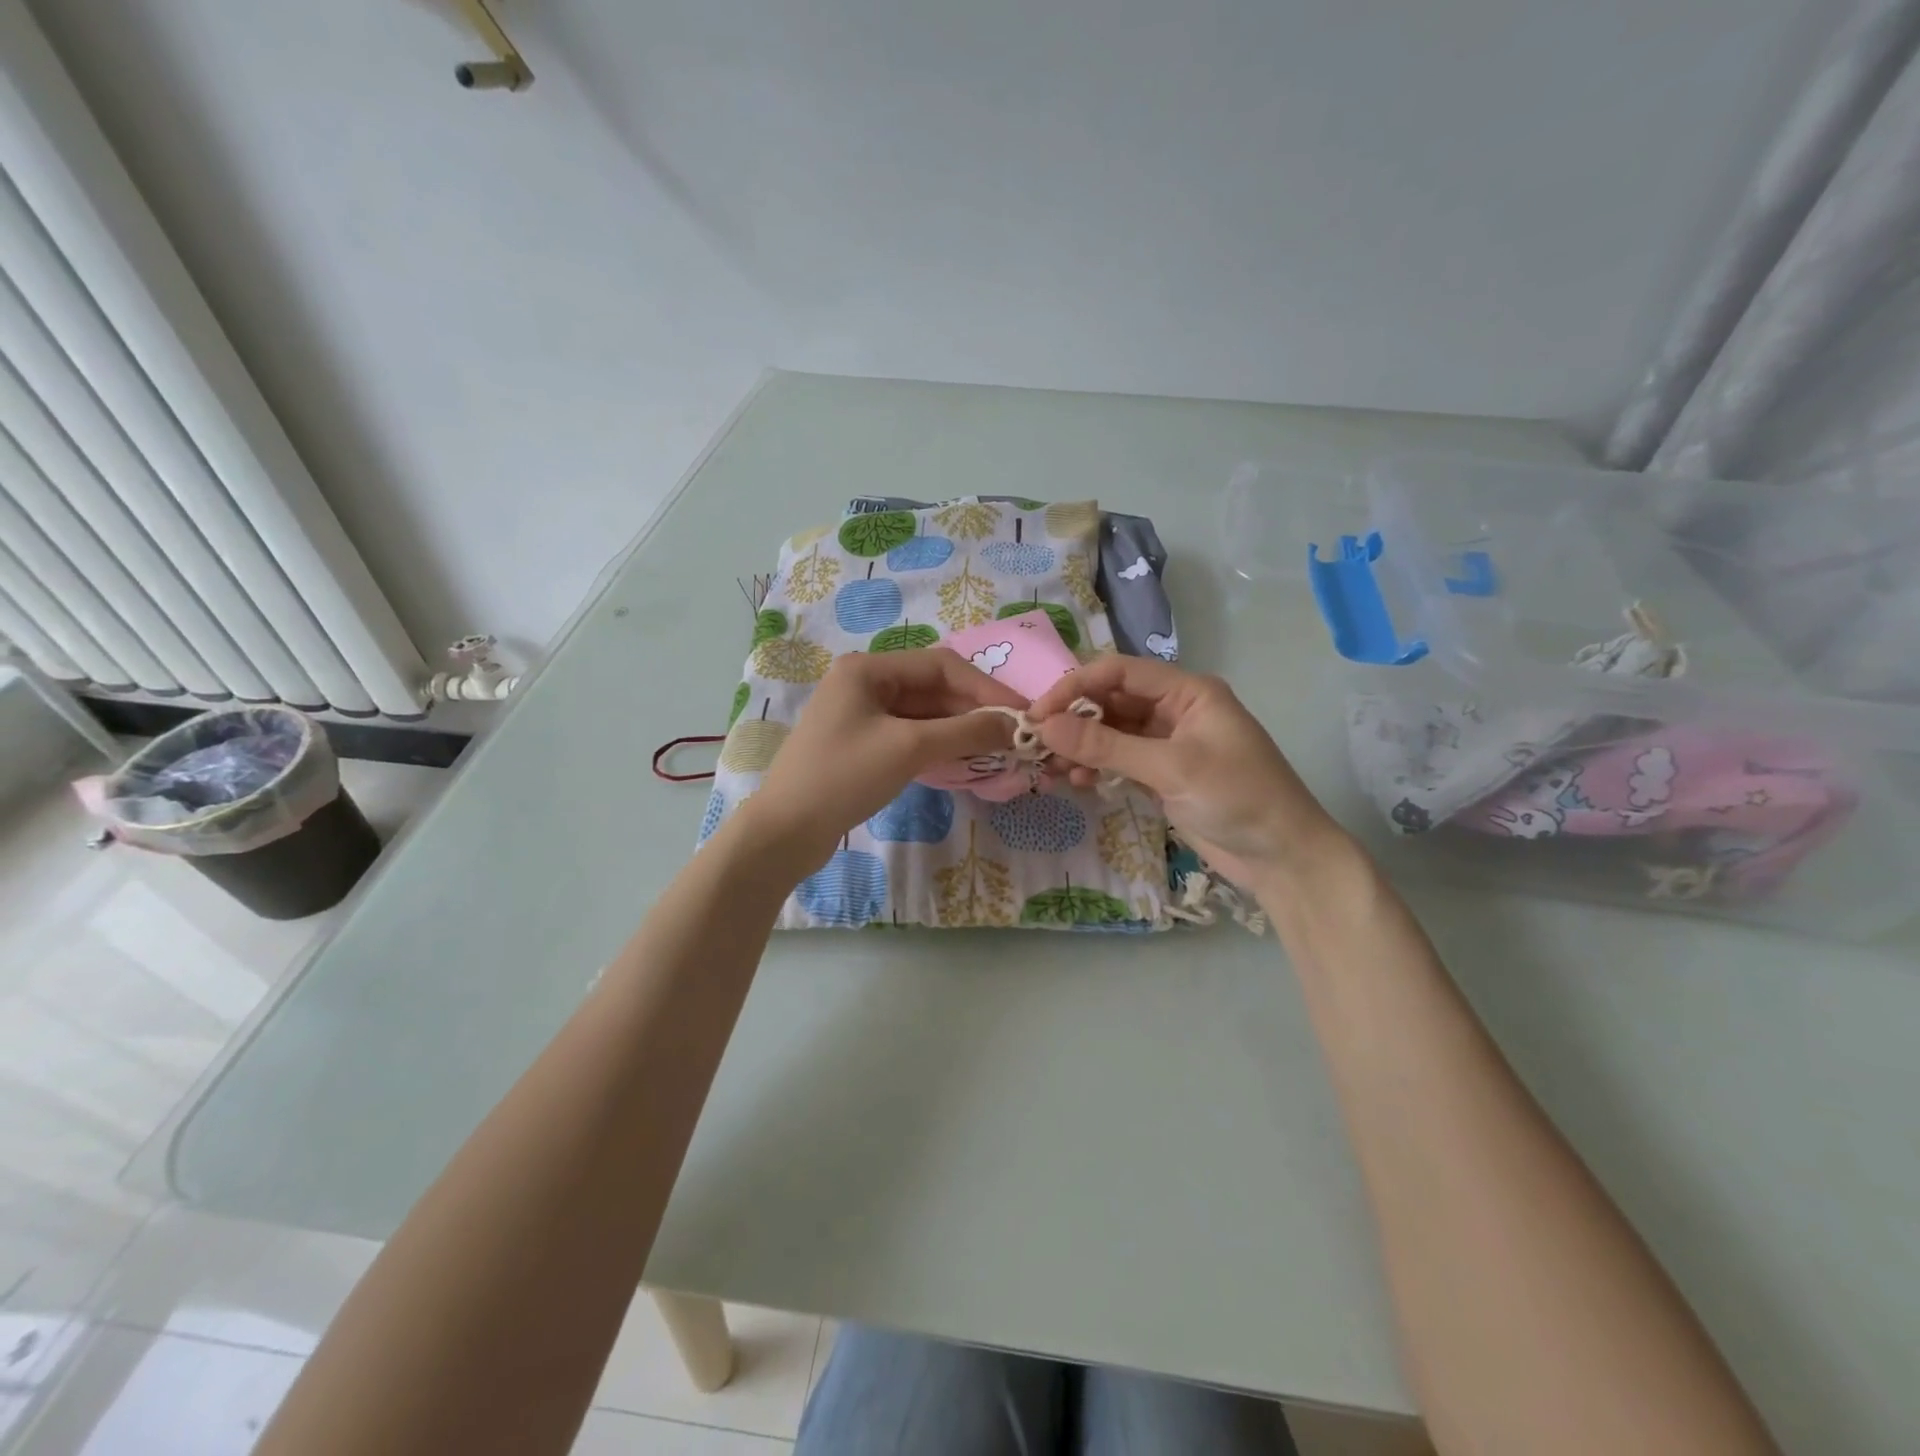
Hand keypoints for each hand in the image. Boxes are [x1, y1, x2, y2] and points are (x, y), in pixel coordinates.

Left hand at [745, 649, 1024, 869]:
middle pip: (933, 688)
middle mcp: (864, 682)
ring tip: (997, 748)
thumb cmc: (844, 777)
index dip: (986, 689)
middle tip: (1014, 736)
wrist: (785, 832)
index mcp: (868, 669)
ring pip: (924, 713)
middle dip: (974, 710)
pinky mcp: (862, 744)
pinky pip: (910, 734)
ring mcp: (861, 714)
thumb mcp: (909, 748)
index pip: (942, 665)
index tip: (1021, 714)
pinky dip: (939, 744)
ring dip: (959, 728)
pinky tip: (965, 758)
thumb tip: (1015, 725)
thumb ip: (966, 732)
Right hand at [1029, 656, 1344, 888]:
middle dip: (1073, 721)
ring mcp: (1167, 744)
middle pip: (1111, 701)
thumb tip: (1045, 726)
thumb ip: (1107, 746)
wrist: (1283, 857)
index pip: (1118, 673)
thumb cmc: (1238, 798)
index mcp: (1187, 692)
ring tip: (1052, 769)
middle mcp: (1174, 710)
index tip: (1038, 714)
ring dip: (1080, 747)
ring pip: (1111, 734)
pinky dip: (1096, 767)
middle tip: (1036, 745)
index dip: (1075, 687)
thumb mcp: (1171, 768)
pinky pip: (1119, 761)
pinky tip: (1076, 781)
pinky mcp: (1162, 775)